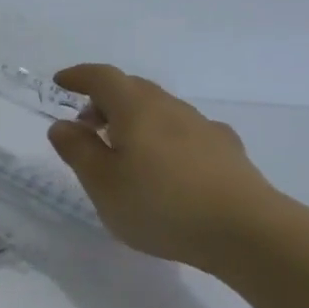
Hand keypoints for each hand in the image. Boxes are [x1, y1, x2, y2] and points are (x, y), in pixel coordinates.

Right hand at [46, 65, 283, 270]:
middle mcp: (170, 108)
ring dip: (135, 119)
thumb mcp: (102, 183)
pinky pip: (186, 132)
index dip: (79, 76)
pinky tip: (168, 165)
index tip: (61, 82)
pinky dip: (165, 138)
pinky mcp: (227, 151)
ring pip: (160, 110)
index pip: (102, 77)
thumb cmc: (161, 205)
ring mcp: (203, 127)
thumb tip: (62, 125)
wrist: (248, 231)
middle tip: (87, 125)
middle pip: (133, 88)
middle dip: (105, 100)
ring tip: (124, 151)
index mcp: (135, 109)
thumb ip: (78, 150)